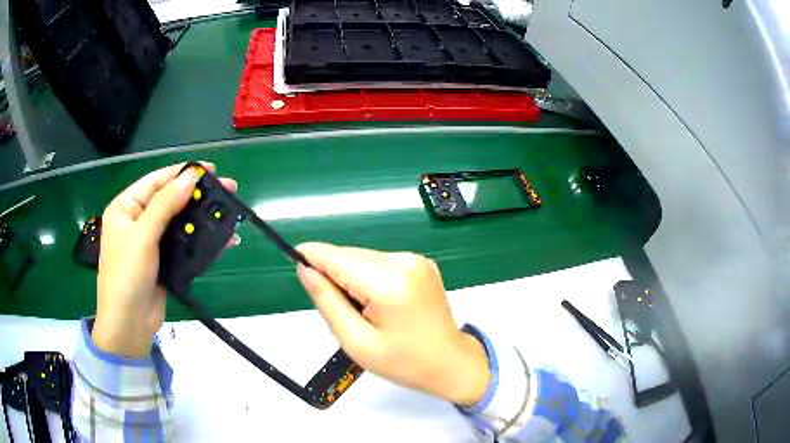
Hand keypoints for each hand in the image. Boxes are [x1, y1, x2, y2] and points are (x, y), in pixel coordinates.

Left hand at [92, 163, 237, 357]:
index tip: (209, 169)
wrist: (129, 326)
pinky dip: (201, 240)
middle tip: (227, 190)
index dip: (181, 173)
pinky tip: (221, 238)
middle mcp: (137, 220)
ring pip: (180, 222)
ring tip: (228, 213)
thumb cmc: (127, 276)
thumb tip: (191, 177)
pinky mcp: (163, 260)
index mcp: (125, 208)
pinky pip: (184, 243)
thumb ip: (165, 205)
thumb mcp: (143, 236)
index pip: (156, 181)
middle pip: (170, 200)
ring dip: (202, 218)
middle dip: (196, 195)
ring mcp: (151, 242)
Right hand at [296, 243, 490, 405]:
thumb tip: (304, 269)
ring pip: (364, 258)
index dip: (312, 255)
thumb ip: (327, 301)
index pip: (337, 258)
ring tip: (361, 311)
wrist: (451, 363)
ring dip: (351, 277)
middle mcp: (404, 262)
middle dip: (333, 274)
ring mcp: (416, 260)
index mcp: (389, 283)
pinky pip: (381, 262)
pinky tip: (377, 303)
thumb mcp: (356, 341)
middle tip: (338, 309)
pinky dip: (369, 277)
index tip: (292, 256)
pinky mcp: (421, 263)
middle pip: (350, 256)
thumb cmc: (403, 362)